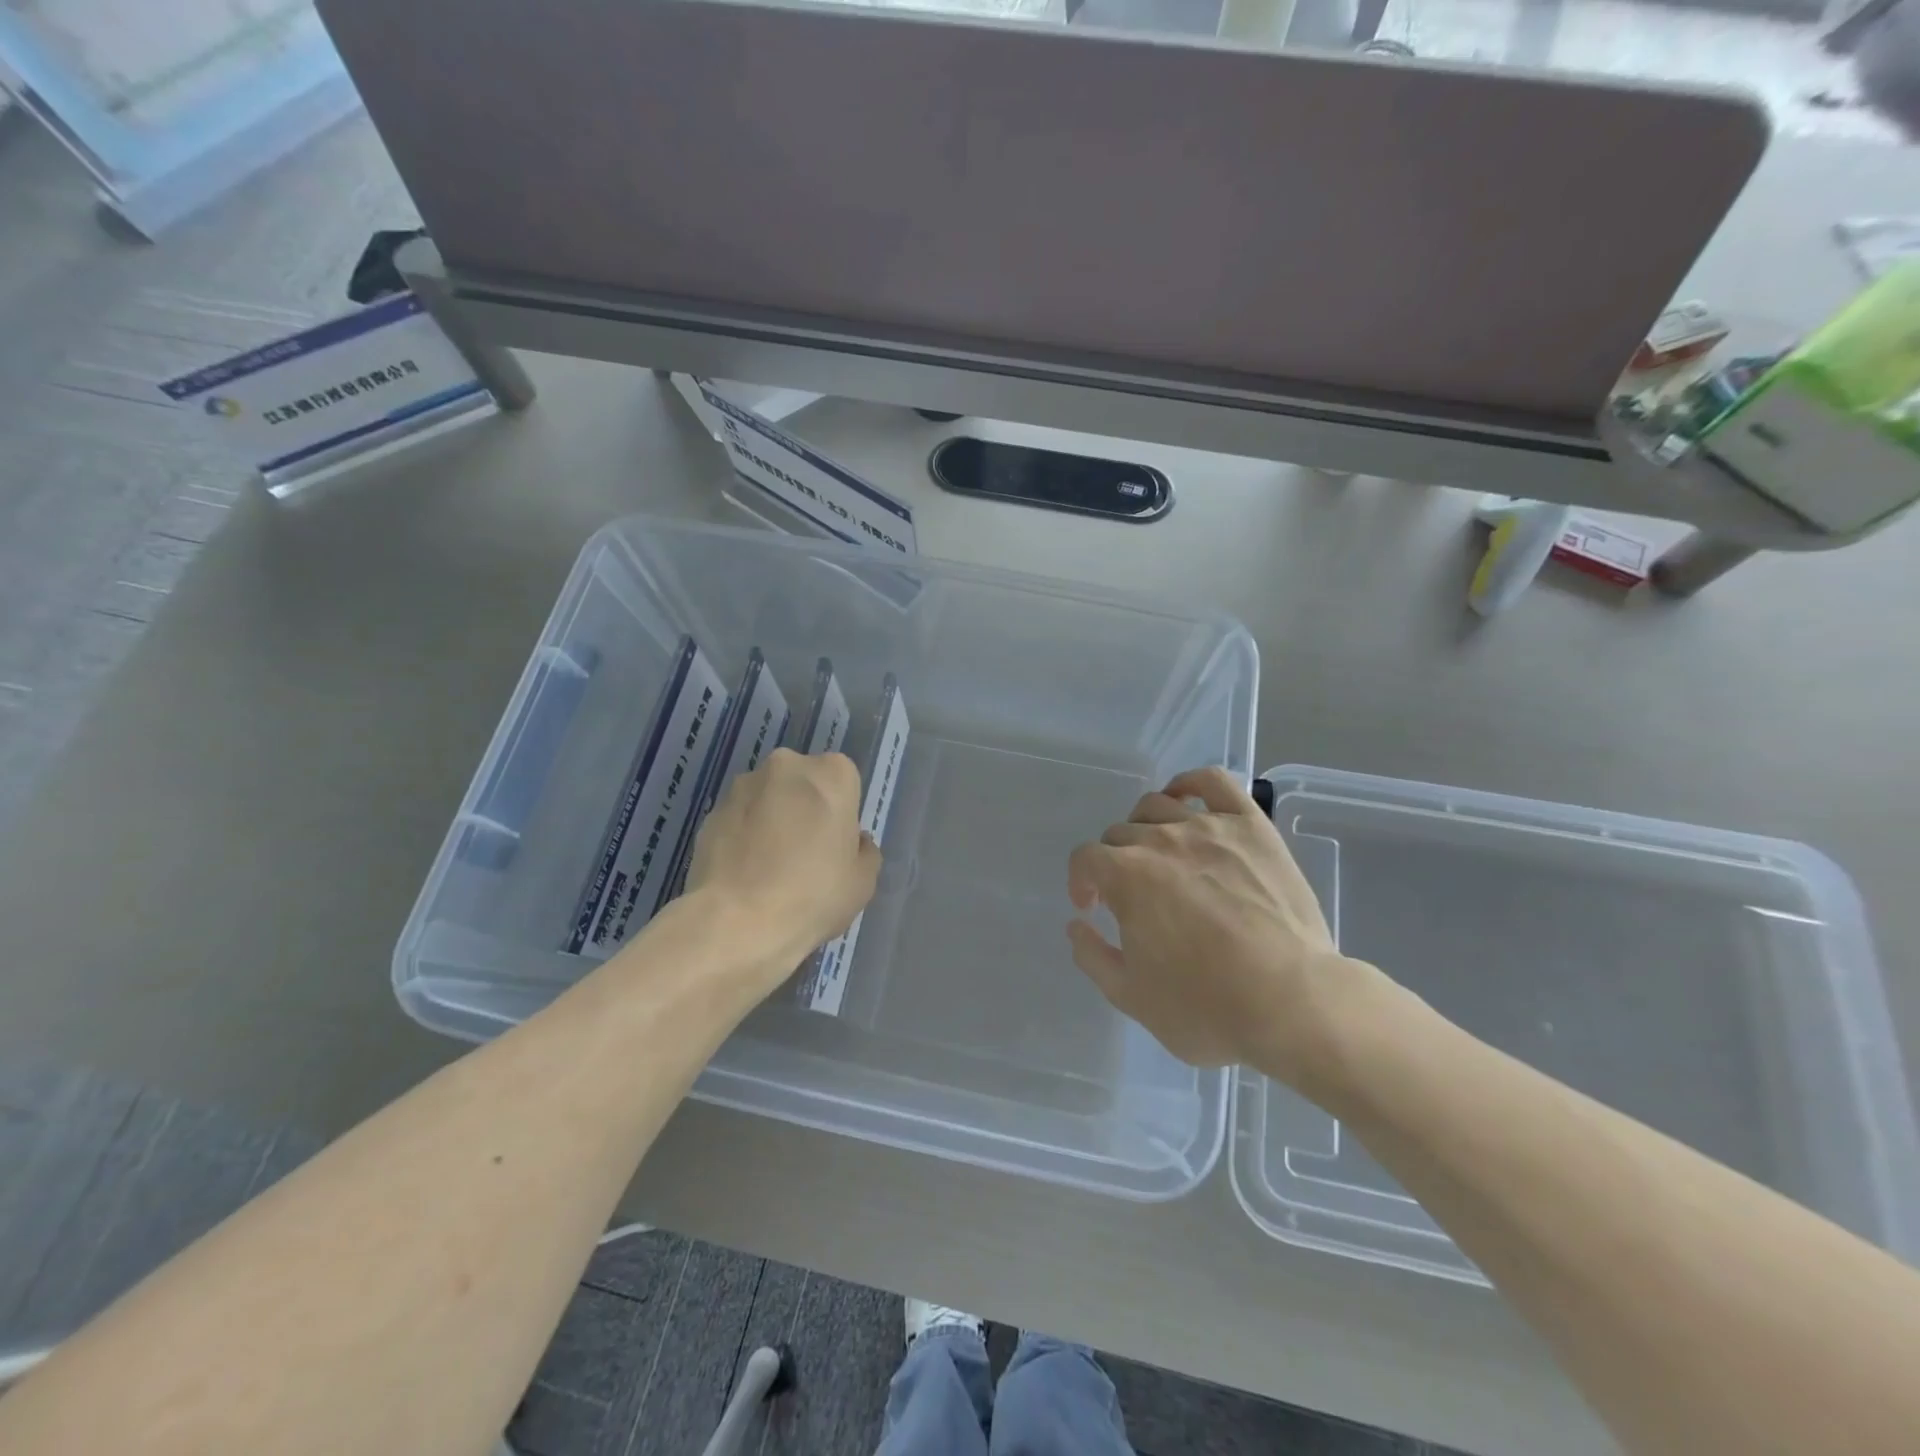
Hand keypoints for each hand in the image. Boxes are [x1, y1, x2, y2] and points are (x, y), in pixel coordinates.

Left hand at [687, 748, 881, 977]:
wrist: (737, 922)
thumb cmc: (814, 895)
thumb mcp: (863, 881)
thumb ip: (863, 851)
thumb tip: (852, 842)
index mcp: (832, 774)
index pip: (844, 782)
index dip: (840, 813)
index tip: (835, 844)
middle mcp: (787, 766)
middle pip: (803, 783)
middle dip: (804, 808)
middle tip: (804, 853)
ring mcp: (743, 786)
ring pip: (767, 798)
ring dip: (771, 819)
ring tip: (769, 867)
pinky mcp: (710, 812)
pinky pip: (739, 819)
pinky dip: (743, 836)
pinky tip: (745, 873)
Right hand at [1066, 766, 1381, 1088]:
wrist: (1292, 1002)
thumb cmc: (1206, 1006)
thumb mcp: (1131, 996)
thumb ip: (1092, 956)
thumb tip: (1077, 925)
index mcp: (1125, 876)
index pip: (1085, 859)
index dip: (1080, 881)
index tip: (1092, 907)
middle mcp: (1160, 840)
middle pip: (1120, 833)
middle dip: (1115, 863)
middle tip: (1133, 895)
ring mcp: (1209, 827)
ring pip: (1158, 806)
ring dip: (1145, 828)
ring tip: (1158, 853)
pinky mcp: (1251, 827)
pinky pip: (1213, 782)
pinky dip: (1191, 783)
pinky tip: (1184, 799)